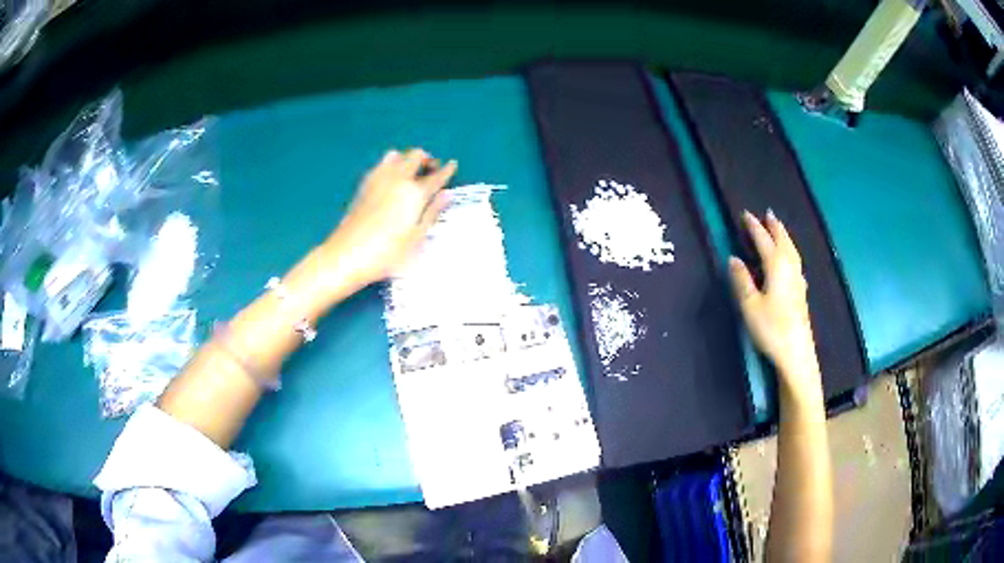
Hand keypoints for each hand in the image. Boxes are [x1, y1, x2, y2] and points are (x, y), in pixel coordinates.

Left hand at [319, 148, 455, 292]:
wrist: (347, 255)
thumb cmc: (387, 253)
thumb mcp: (416, 238)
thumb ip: (432, 213)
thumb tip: (447, 194)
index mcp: (414, 193)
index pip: (436, 176)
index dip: (447, 170)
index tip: (453, 164)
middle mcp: (398, 179)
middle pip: (416, 156)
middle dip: (427, 160)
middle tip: (432, 170)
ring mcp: (378, 179)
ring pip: (397, 155)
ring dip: (407, 159)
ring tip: (411, 172)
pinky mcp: (364, 185)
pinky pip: (381, 164)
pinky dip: (391, 164)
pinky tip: (391, 178)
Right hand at [728, 211, 819, 395]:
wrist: (796, 353)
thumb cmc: (771, 328)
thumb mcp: (750, 305)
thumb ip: (741, 280)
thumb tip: (733, 258)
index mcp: (776, 266)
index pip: (763, 240)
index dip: (754, 227)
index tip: (745, 214)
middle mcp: (789, 268)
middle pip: (782, 241)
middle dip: (774, 227)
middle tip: (768, 214)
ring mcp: (798, 280)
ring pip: (792, 251)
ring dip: (784, 237)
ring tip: (779, 229)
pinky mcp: (802, 292)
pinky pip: (796, 262)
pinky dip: (791, 253)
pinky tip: (792, 261)